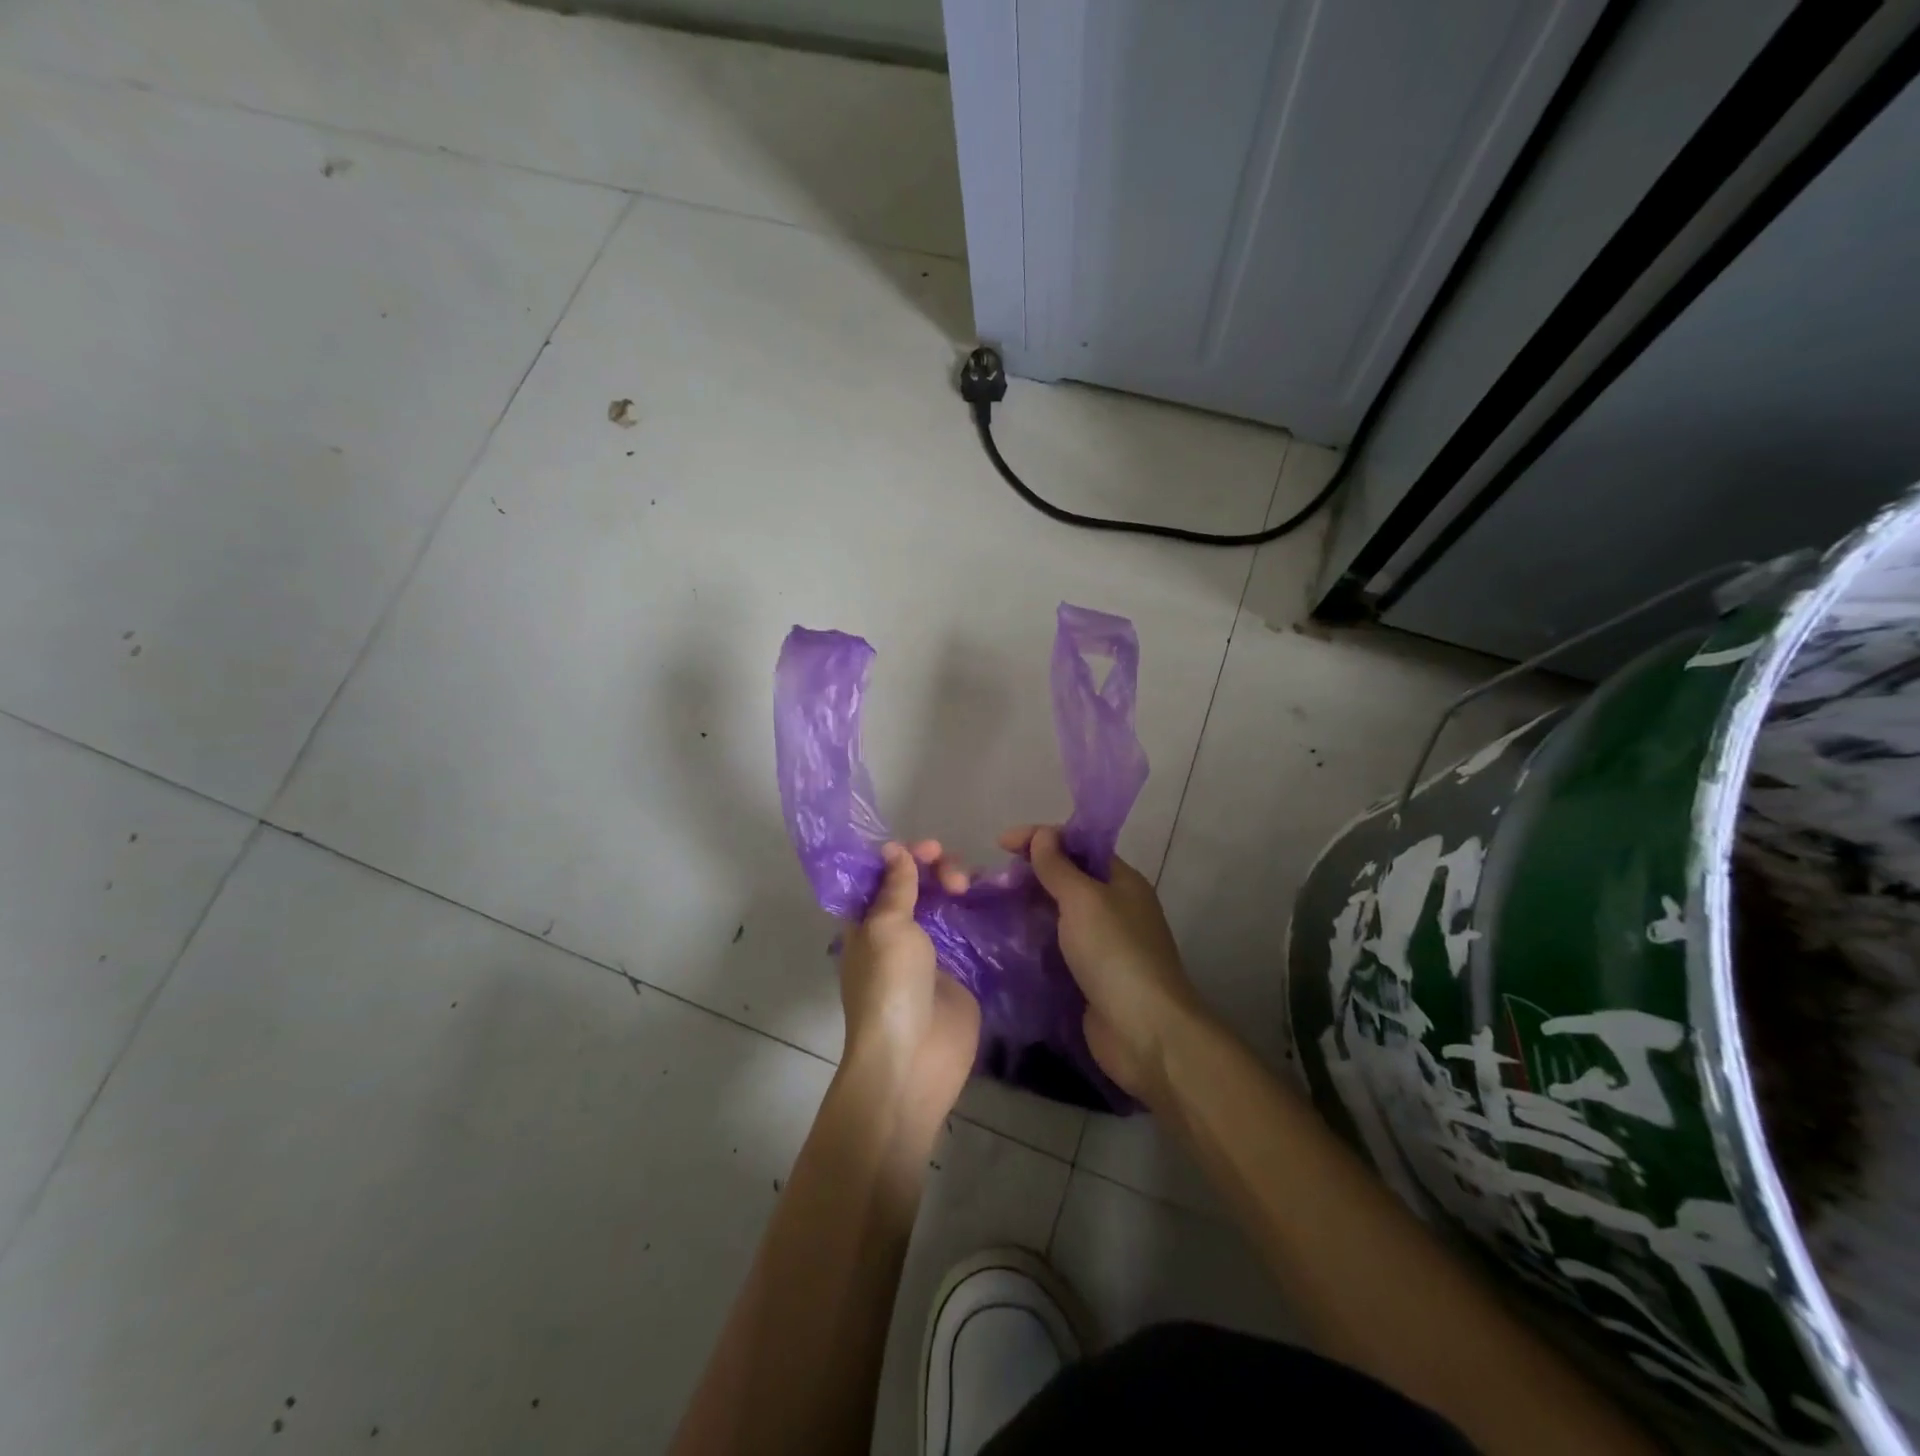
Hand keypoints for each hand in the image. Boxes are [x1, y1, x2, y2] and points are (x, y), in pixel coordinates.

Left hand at [836, 841, 980, 1122]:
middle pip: (918, 885)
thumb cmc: (889, 987)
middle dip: (936, 869)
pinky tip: (994, 898)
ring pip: (946, 903)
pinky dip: (980, 911)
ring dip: (958, 886)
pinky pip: (970, 930)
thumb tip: (894, 850)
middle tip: (955, 879)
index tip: (929, 849)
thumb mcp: (885, 927)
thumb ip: (895, 887)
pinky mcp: (961, 970)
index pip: (883, 875)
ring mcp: (931, 951)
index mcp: (868, 921)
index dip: (904, 856)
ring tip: (971, 888)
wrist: (914, 1060)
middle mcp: (897, 931)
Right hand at [1000, 825, 1205, 1105]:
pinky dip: (1032, 939)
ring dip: (1028, 907)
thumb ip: (1059, 867)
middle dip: (1031, 873)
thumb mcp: (1084, 900)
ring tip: (990, 906)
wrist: (1144, 1032)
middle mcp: (1114, 907)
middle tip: (991, 880)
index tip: (1000, 844)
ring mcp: (1102, 944)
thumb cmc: (1115, 954)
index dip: (1040, 838)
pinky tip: (1005, 940)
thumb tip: (1042, 835)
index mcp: (1121, 881)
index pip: (1078, 845)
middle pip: (1068, 878)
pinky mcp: (1088, 975)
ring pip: (1059, 913)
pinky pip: (1056, 946)